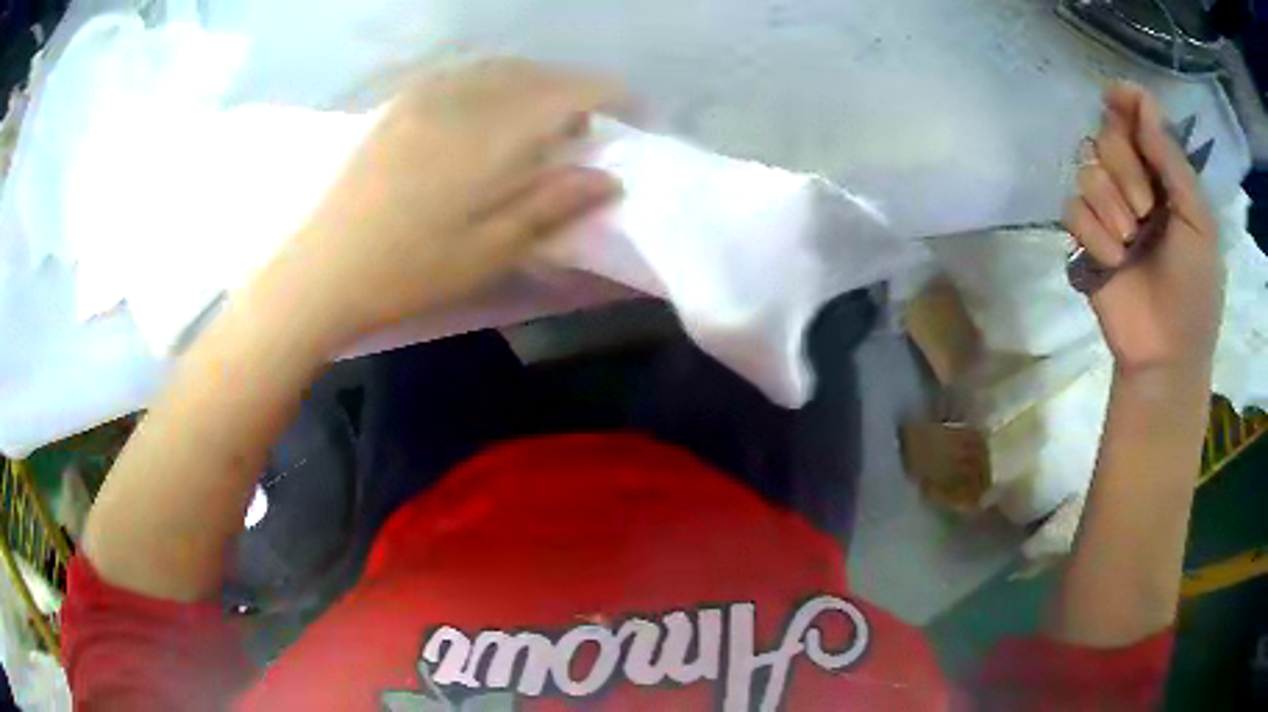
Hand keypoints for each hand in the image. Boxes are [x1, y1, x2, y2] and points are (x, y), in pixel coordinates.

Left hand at [270, 59, 625, 345]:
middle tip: (583, 132)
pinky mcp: (400, 105)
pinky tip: (489, 112)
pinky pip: (462, 74)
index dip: (608, 96)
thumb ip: (552, 206)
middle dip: (572, 92)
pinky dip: (494, 82)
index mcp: (491, 136)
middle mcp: (462, 99)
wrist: (321, 271)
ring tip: (539, 122)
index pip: (568, 92)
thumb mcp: (489, 253)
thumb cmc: (408, 272)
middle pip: (536, 74)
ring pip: (499, 69)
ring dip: (533, 85)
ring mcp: (425, 97)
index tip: (631, 115)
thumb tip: (610, 177)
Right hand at [1064, 82, 1223, 376]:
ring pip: (1087, 169)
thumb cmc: (1195, 290)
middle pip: (1106, 135)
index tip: (1117, 96)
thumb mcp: (1198, 223)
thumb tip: (1142, 101)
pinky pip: (1072, 209)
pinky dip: (1094, 235)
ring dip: (1111, 207)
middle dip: (1125, 168)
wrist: (1167, 354)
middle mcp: (1134, 183)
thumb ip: (1173, 162)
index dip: (1127, 101)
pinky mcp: (1085, 238)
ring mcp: (1108, 210)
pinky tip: (1114, 261)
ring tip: (1132, 243)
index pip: (1138, 120)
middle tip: (1147, 210)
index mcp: (1164, 177)